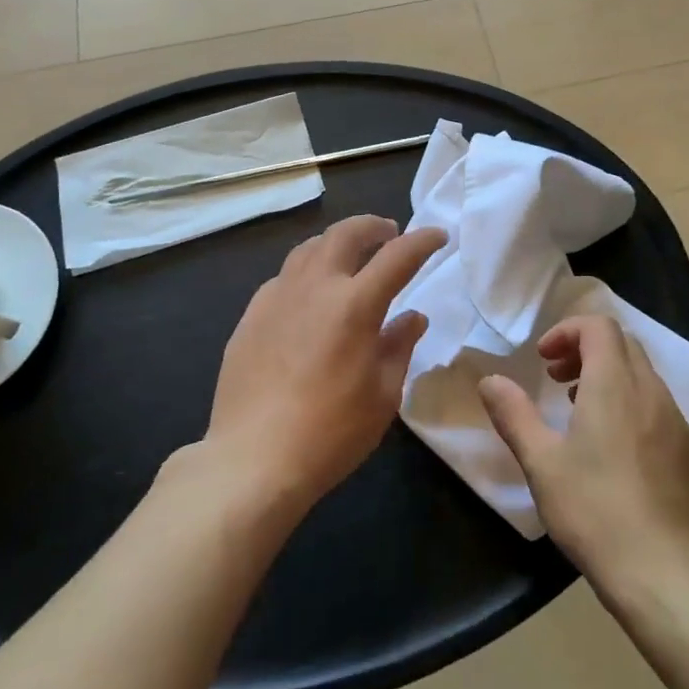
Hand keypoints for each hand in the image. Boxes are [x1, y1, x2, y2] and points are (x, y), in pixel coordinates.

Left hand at [205, 215, 445, 511]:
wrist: (252, 461)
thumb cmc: (331, 433)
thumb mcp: (383, 395)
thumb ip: (399, 346)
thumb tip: (412, 317)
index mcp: (355, 304)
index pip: (397, 256)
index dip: (422, 241)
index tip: (437, 236)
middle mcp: (315, 287)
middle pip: (346, 233)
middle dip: (373, 226)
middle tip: (389, 233)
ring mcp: (277, 298)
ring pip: (309, 248)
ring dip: (336, 243)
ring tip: (349, 256)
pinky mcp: (250, 316)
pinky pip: (283, 277)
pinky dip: (306, 273)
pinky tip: (309, 296)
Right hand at [478, 316, 688, 594]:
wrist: (666, 575)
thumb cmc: (596, 513)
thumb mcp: (542, 464)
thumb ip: (514, 415)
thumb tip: (490, 381)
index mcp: (615, 384)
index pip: (599, 326)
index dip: (567, 331)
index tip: (542, 359)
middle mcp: (650, 391)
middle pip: (621, 343)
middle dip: (585, 349)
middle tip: (555, 378)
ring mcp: (675, 420)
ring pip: (641, 373)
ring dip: (607, 374)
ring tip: (578, 408)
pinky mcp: (688, 450)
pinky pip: (656, 403)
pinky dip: (629, 401)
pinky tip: (612, 446)